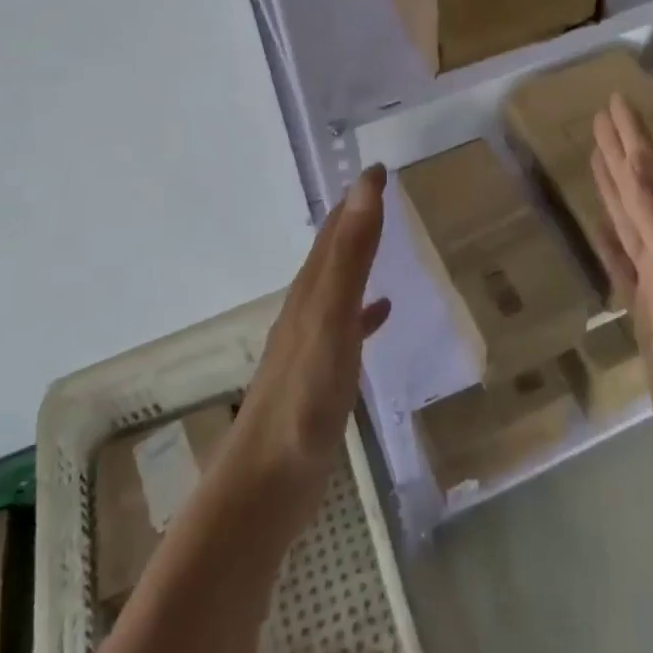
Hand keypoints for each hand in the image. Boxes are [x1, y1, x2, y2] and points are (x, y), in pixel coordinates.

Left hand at [225, 166, 391, 520]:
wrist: (266, 484)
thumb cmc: (303, 397)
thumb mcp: (331, 318)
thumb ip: (350, 255)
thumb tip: (365, 185)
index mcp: (311, 289)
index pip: (336, 228)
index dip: (357, 196)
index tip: (381, 168)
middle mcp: (308, 307)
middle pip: (333, 250)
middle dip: (356, 217)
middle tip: (385, 192)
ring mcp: (312, 343)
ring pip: (338, 283)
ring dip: (358, 256)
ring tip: (386, 239)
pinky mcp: (319, 376)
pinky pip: (347, 326)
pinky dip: (365, 310)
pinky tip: (381, 313)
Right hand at [589, 94, 652, 495]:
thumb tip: (638, 161)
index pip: (651, 172)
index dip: (632, 136)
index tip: (615, 100)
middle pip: (641, 187)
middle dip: (621, 150)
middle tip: (599, 117)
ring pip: (631, 218)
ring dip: (615, 186)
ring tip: (596, 157)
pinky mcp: (646, 309)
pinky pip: (622, 259)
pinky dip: (610, 237)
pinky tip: (598, 224)